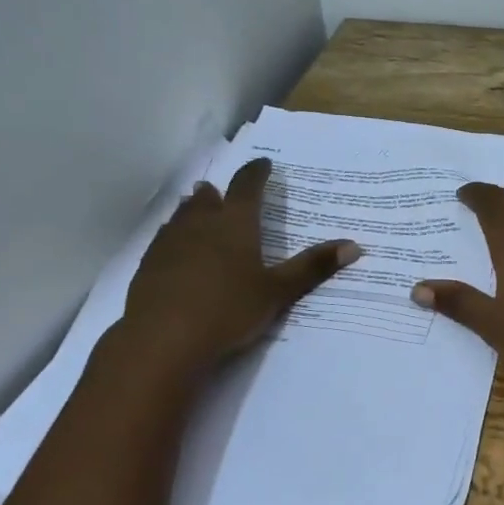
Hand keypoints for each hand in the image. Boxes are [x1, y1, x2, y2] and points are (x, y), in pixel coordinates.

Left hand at [118, 157, 358, 376]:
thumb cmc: (228, 310)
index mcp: (235, 223)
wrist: (162, 340)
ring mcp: (170, 242)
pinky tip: (177, 250)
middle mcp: (200, 223)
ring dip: (195, 210)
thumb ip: (312, 267)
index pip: (248, 185)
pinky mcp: (149, 264)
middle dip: (221, 193)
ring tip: (200, 209)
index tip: (264, 165)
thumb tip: (354, 246)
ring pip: (183, 215)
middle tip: (227, 193)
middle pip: (209, 197)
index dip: (257, 172)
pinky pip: (165, 238)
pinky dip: (176, 235)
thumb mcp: (277, 292)